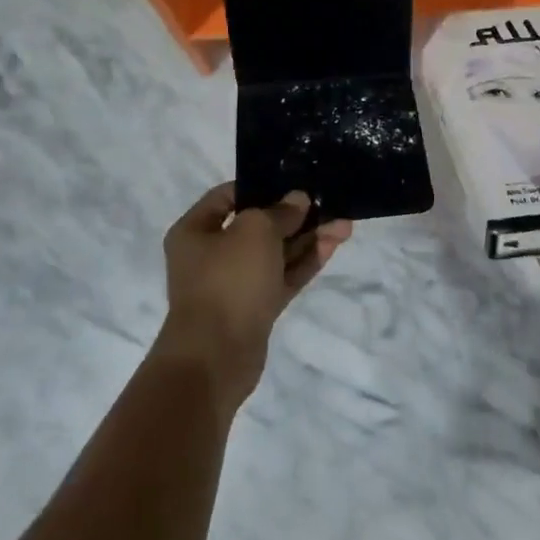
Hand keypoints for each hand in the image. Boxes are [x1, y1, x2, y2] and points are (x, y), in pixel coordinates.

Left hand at [157, 184, 352, 409]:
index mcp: (195, 231)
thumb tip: (298, 200)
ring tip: (344, 224)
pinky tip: (332, 245)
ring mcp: (235, 284)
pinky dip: (306, 262)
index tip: (291, 181)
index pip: (227, 197)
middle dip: (294, 216)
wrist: (216, 358)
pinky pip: (283, 276)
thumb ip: (280, 212)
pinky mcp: (256, 308)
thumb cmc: (227, 280)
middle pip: (257, 226)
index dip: (259, 186)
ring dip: (307, 238)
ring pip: (276, 253)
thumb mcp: (255, 231)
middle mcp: (212, 254)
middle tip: (327, 202)